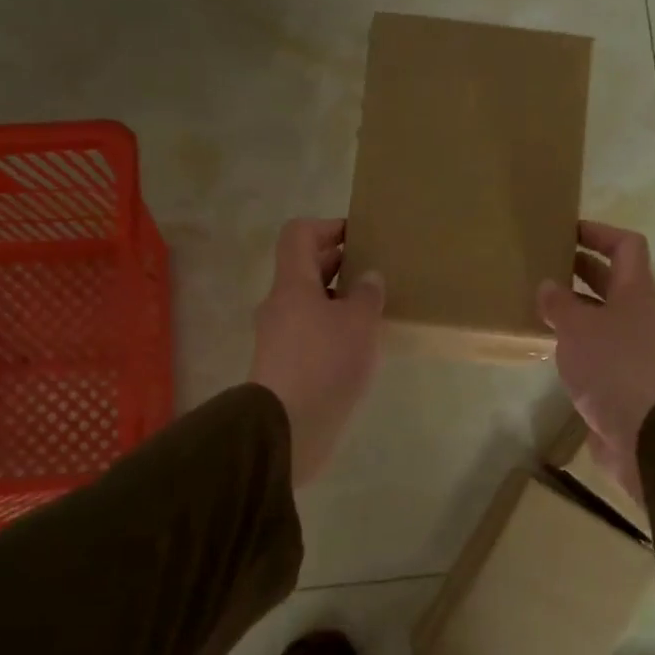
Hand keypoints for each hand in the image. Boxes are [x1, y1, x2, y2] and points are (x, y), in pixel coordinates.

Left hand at [250, 219, 385, 487]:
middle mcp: (279, 304)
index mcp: (292, 283)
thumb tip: (368, 277)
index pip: (299, 234)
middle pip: (304, 268)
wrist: (287, 427)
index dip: (328, 226)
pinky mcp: (285, 365)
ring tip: (373, 309)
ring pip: (309, 302)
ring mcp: (279, 336)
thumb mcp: (358, 322)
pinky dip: (333, 329)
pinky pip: (310, 332)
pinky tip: (359, 345)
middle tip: (375, 270)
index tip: (360, 236)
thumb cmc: (324, 363)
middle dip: (339, 263)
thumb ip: (366, 294)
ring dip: (338, 299)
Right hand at [538, 221, 654, 507]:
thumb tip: (548, 286)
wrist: (642, 432)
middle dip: (580, 266)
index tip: (568, 229)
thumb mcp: (578, 329)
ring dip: (574, 304)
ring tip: (539, 300)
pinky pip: (594, 345)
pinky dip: (574, 337)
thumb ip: (560, 304)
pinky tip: (548, 341)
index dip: (600, 232)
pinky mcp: (618, 376)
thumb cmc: (612, 368)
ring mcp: (629, 347)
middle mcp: (635, 315)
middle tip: (545, 261)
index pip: (626, 246)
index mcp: (634, 293)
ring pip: (601, 313)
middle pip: (612, 279)